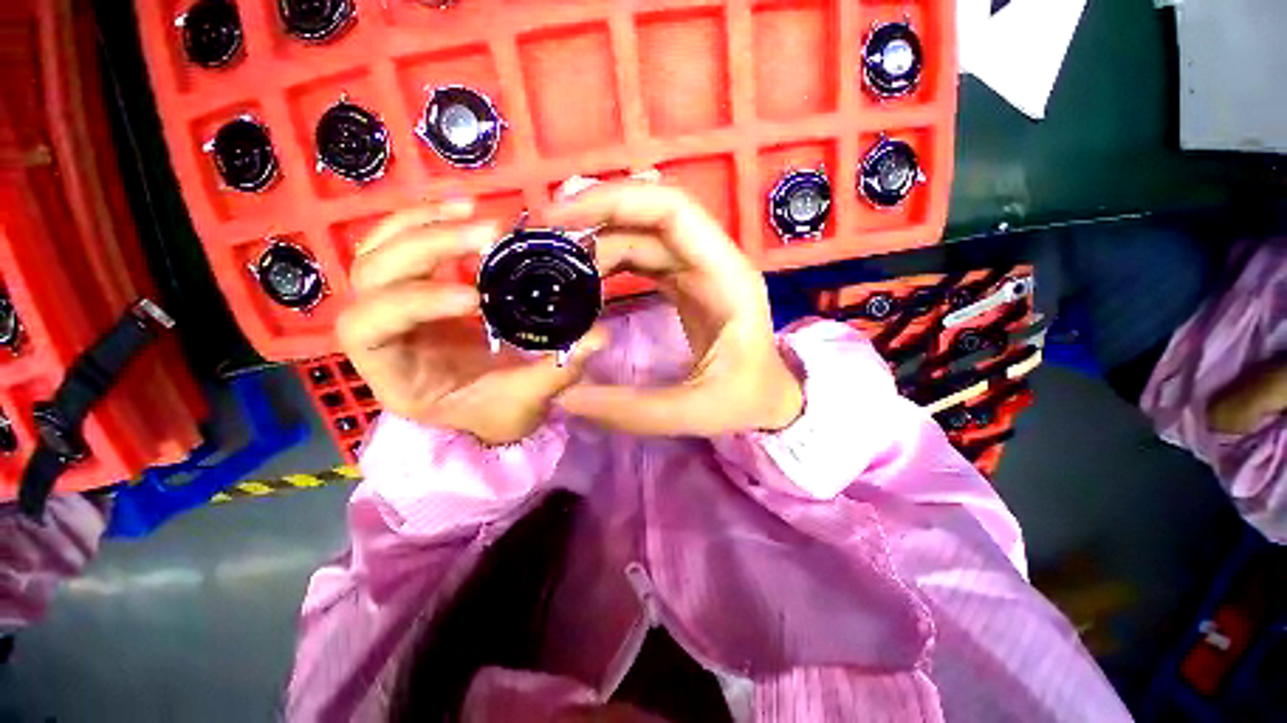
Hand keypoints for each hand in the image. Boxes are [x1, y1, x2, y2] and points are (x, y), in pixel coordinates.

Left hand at [336, 201, 605, 445]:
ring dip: (423, 223)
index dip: (412, 303)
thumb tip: (599, 336)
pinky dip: (428, 219)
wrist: (490, 408)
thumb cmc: (498, 413)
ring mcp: (395, 306)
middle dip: (427, 248)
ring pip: (378, 251)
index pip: (369, 330)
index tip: (475, 297)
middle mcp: (382, 336)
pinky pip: (402, 242)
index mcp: (396, 375)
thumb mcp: (525, 402)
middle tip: (490, 235)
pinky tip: (464, 208)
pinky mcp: (417, 287)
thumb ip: (557, 372)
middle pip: (372, 278)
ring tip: (475, 211)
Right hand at [546, 182, 802, 435]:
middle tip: (544, 241)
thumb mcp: (697, 411)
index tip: (561, 218)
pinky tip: (584, 282)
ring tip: (556, 266)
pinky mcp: (684, 285)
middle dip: (595, 217)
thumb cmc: (747, 400)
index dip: (616, 201)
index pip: (673, 211)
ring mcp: (697, 271)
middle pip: (650, 215)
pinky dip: (609, 262)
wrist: (769, 400)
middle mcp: (712, 261)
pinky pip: (641, 258)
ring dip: (598, 241)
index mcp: (727, 276)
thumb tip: (565, 398)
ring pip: (642, 236)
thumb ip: (634, 409)